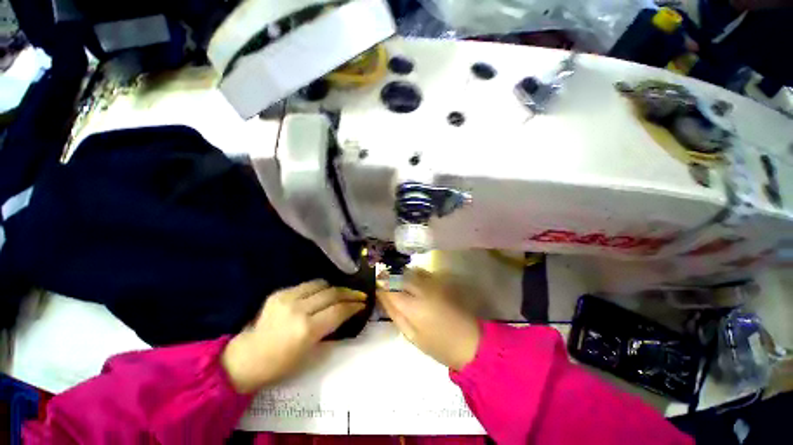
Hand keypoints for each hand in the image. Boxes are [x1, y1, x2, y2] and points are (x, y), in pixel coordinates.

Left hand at [222, 280, 366, 393]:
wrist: (246, 358)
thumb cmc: (280, 365)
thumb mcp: (310, 354)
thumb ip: (330, 331)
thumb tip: (345, 316)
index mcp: (307, 330)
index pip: (339, 310)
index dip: (354, 305)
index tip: (363, 304)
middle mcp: (299, 309)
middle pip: (333, 293)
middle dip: (350, 293)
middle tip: (359, 295)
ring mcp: (288, 298)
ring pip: (321, 284)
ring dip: (335, 288)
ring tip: (342, 293)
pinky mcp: (279, 293)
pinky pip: (307, 285)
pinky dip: (319, 288)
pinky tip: (322, 294)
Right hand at [377, 269, 480, 370]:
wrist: (470, 341)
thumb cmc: (438, 345)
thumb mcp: (412, 336)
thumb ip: (395, 314)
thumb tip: (383, 297)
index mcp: (413, 306)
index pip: (390, 288)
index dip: (380, 285)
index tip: (375, 286)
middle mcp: (422, 289)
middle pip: (400, 275)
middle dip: (389, 276)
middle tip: (384, 282)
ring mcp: (433, 283)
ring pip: (411, 271)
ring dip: (401, 273)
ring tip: (396, 281)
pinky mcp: (442, 282)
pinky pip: (422, 272)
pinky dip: (413, 274)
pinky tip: (412, 282)